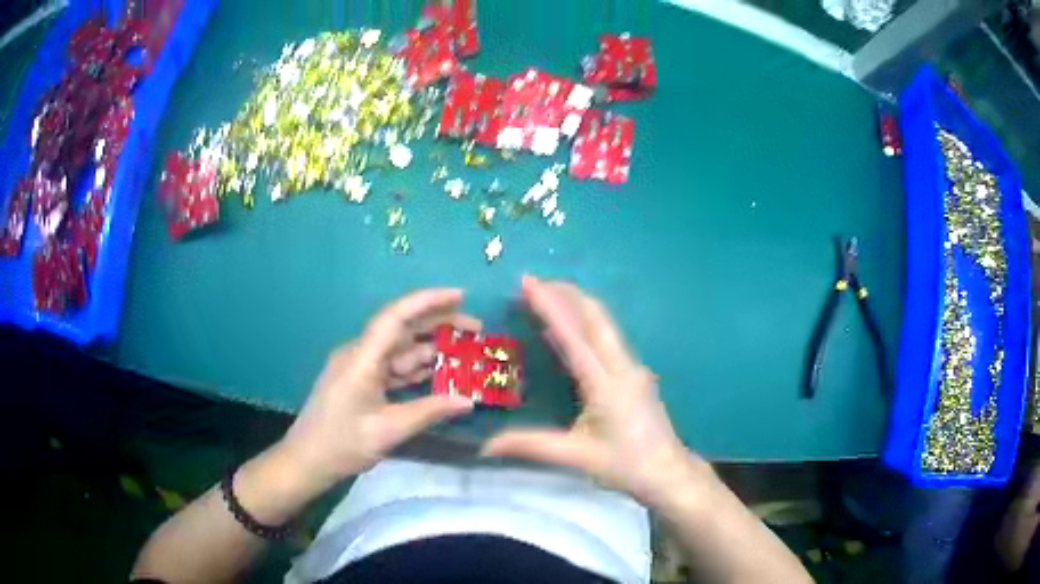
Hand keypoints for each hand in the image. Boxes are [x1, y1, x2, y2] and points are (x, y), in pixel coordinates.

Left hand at [276, 288, 478, 493]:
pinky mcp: (362, 381)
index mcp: (362, 359)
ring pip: (400, 350)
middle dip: (438, 325)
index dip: (428, 301)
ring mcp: (360, 368)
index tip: (460, 295)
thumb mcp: (388, 430)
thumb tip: (468, 400)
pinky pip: (394, 368)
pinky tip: (441, 373)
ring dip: (431, 349)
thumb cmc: (342, 444)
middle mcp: (360, 354)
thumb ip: (429, 411)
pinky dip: (417, 369)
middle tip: (476, 330)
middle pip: (402, 329)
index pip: (396, 317)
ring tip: (467, 353)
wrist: (307, 460)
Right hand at [483, 276, 707, 503]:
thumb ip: (532, 446)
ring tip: (546, 295)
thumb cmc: (626, 466)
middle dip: (565, 293)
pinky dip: (586, 323)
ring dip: (576, 304)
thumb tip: (486, 446)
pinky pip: (608, 338)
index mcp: (607, 385)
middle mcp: (623, 367)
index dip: (550, 307)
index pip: (574, 337)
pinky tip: (570, 328)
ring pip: (604, 324)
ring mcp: (633, 368)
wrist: (669, 472)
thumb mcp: (577, 457)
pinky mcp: (635, 374)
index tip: (528, 283)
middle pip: (596, 317)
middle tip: (533, 282)